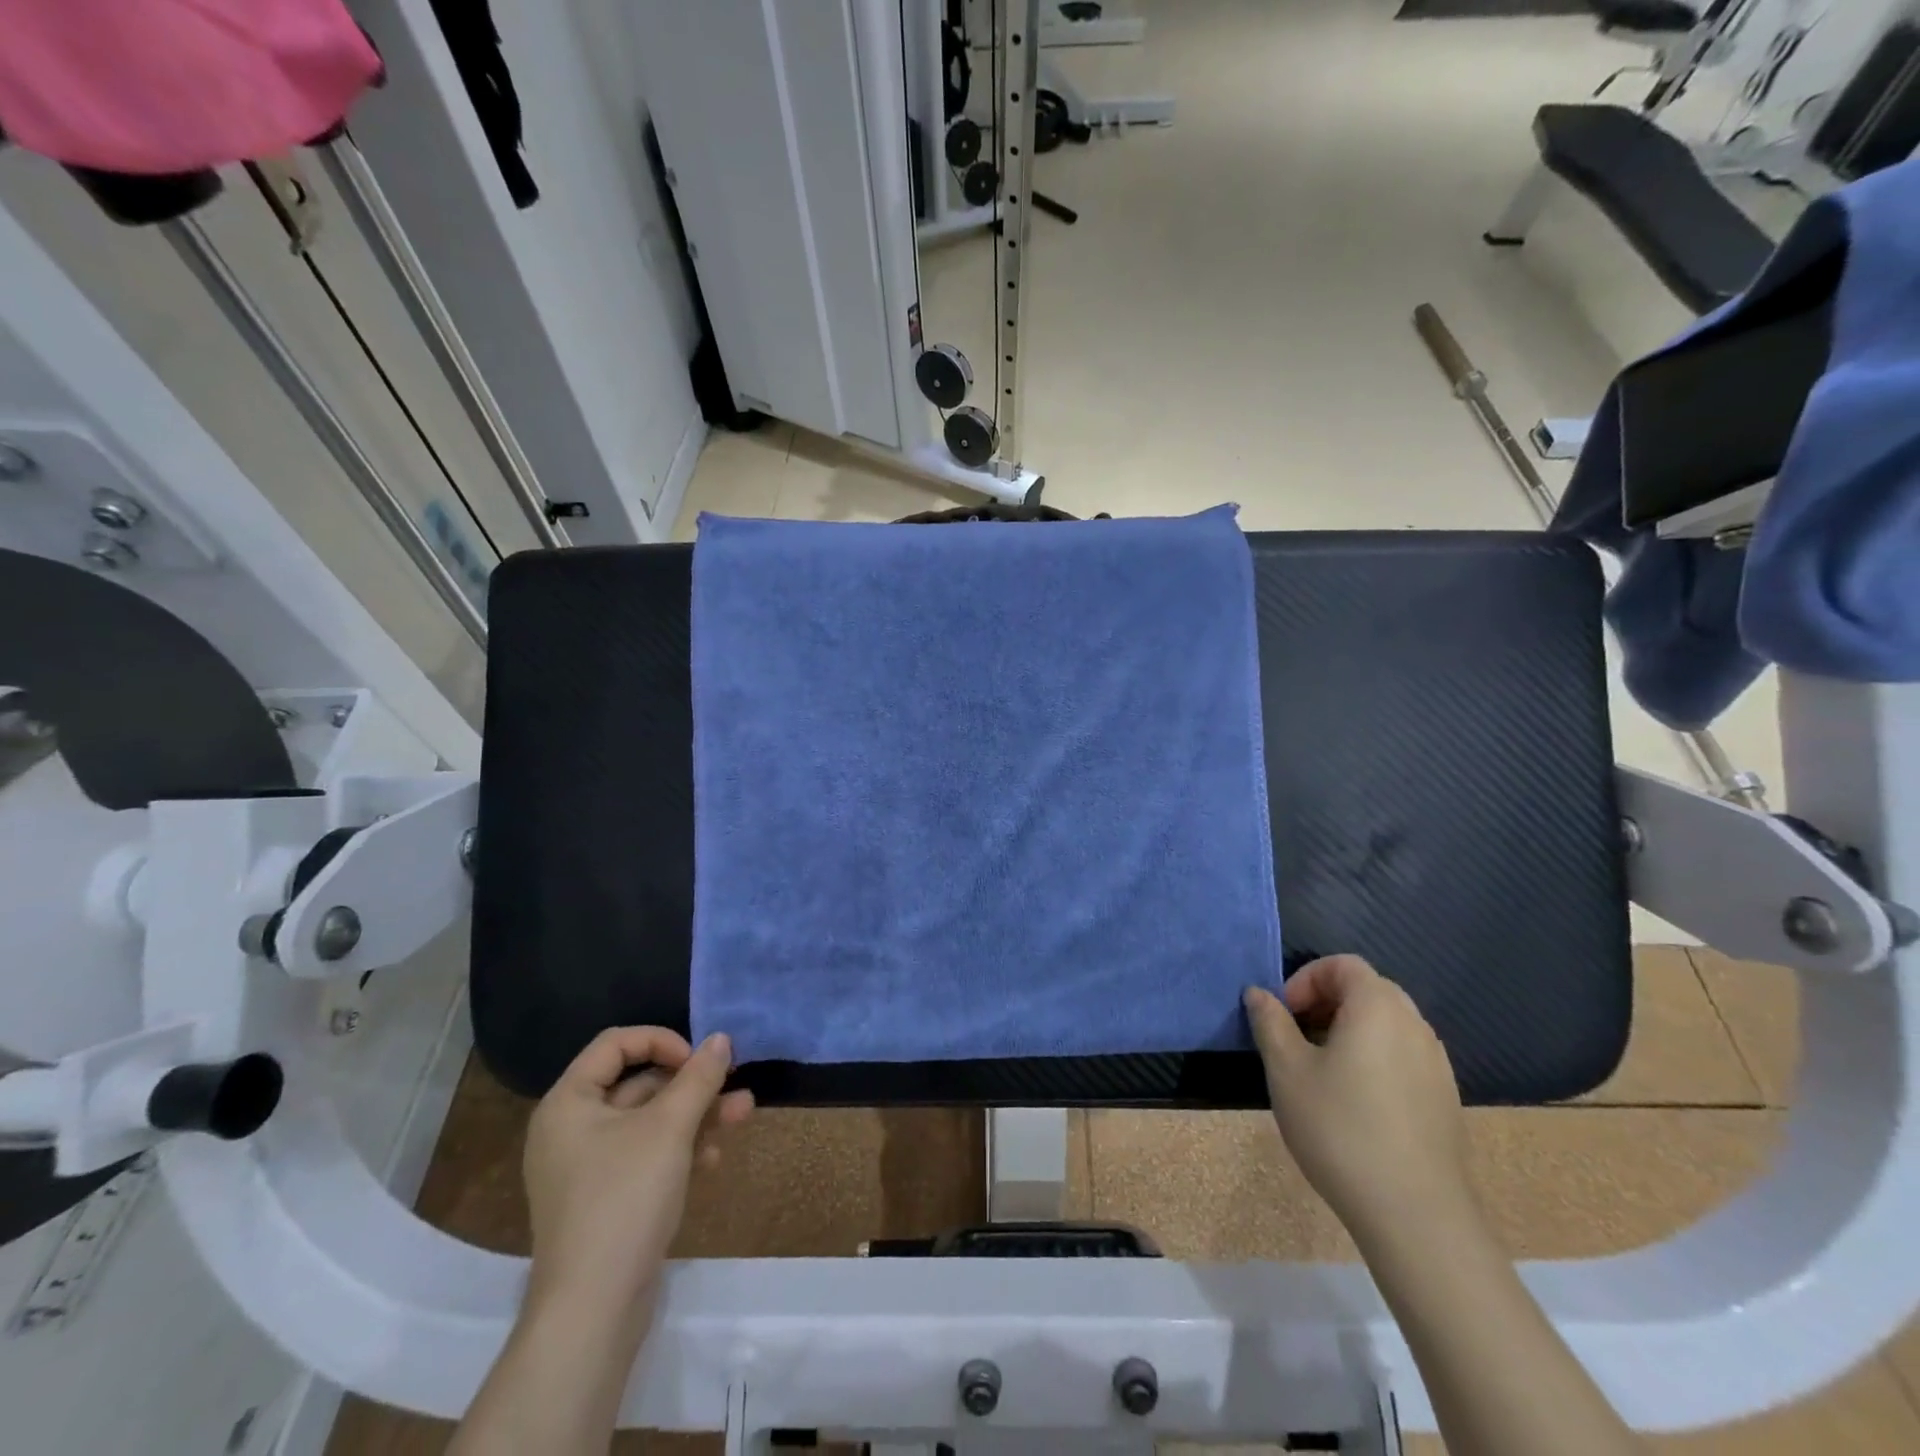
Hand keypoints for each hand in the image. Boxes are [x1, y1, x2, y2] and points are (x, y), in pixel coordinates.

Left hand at [522, 1028, 753, 1323]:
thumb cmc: (625, 1198)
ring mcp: (587, 1167)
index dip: (661, 1041)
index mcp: (569, 1103)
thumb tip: (720, 1039)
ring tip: (743, 1113)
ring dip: (695, 1114)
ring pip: (648, 1121)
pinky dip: (680, 1148)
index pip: (616, 1044)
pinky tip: (713, 1157)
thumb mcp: (669, 1128)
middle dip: (691, 1083)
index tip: (698, 1060)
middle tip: (733, 1082)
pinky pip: (645, 1154)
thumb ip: (698, 1077)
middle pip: (638, 1082)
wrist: (593, 1310)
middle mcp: (571, 1129)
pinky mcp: (606, 1198)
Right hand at [1244, 956, 1473, 1246]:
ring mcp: (1436, 1063)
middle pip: (1368, 989)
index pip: (1343, 965)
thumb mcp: (1286, 1070)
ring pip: (1387, 1024)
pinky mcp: (1445, 1098)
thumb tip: (1259, 994)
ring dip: (1350, 1030)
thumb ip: (1270, 1023)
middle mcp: (1414, 1025)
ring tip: (1322, 1070)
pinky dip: (1374, 1058)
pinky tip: (1355, 1102)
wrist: (1415, 1215)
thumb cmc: (1340, 1128)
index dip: (1306, 979)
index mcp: (1377, 1007)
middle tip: (1297, 1037)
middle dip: (1327, 1002)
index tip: (1284, 1015)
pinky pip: (1404, 1056)